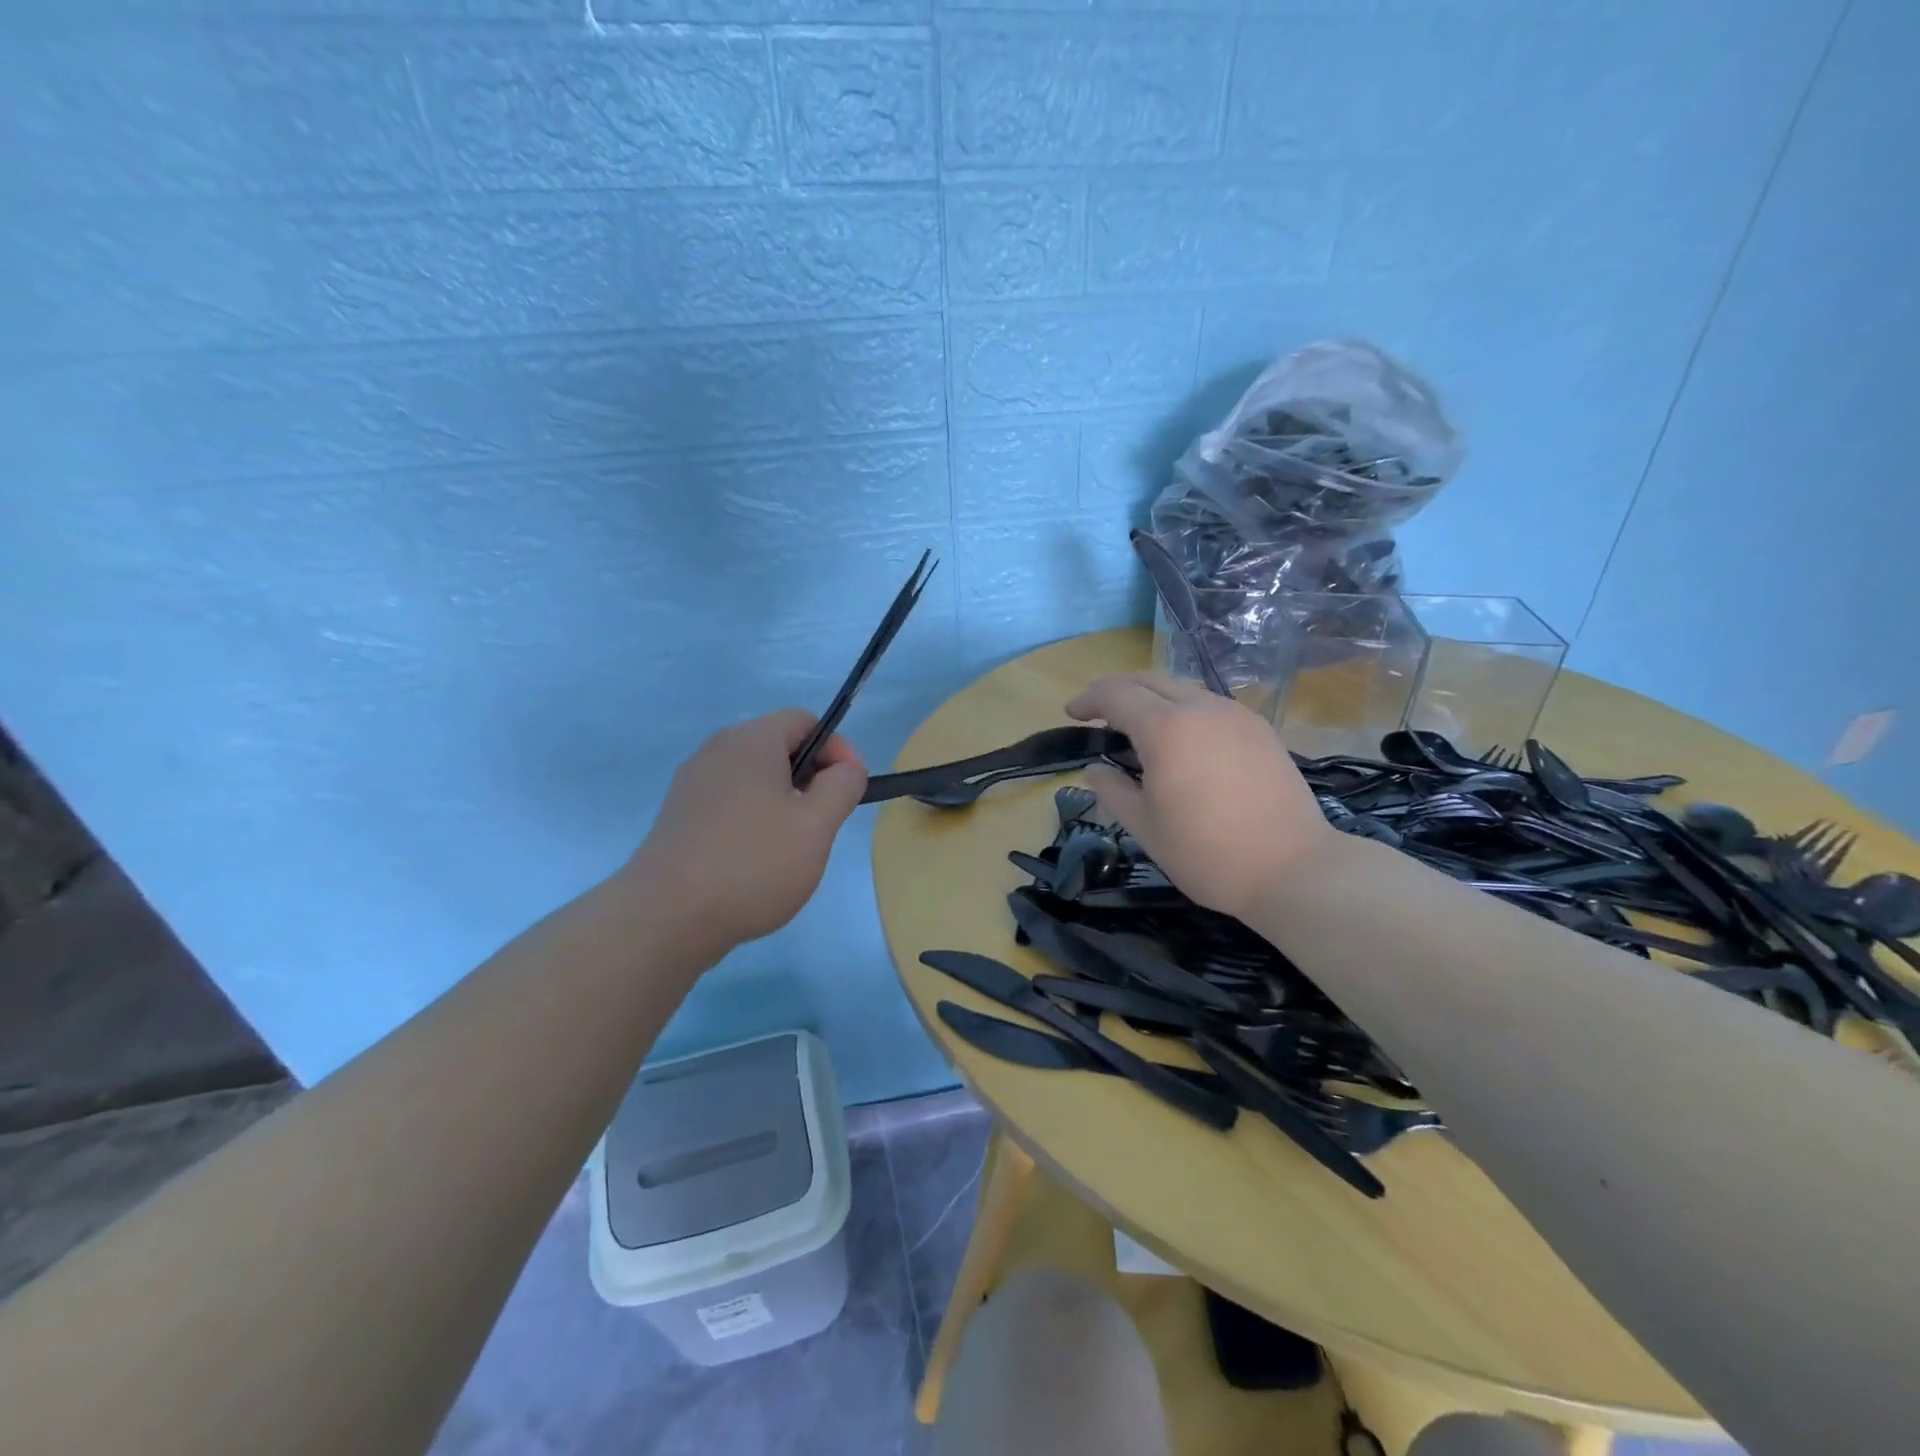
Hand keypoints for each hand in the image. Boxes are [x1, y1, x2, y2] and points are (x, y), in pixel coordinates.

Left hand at [624, 709, 867, 956]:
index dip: (838, 749)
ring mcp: (692, 785)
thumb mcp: (817, 823)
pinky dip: (753, 823)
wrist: (665, 918)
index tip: (851, 790)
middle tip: (824, 823)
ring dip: (784, 805)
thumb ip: (843, 785)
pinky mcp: (679, 818)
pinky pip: (730, 805)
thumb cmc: (753, 862)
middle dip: (812, 780)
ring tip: (792, 849)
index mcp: (751, 740)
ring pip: (755, 780)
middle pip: (779, 749)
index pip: (806, 721)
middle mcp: (717, 751)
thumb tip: (845, 768)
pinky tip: (756, 864)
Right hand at [1068, 674, 1333, 921]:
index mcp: (1166, 729)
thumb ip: (1112, 791)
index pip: (1117, 694)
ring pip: (1182, 689)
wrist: (1294, 868)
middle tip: (1097, 713)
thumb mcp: (1145, 827)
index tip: (1071, 713)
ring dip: (1152, 699)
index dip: (1089, 699)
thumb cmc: (1207, 853)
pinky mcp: (1260, 730)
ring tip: (1137, 729)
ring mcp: (1236, 715)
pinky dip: (1183, 711)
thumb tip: (1094, 769)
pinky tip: (1182, 741)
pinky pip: (1210, 706)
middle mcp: (1201, 708)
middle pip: (1149, 680)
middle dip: (1117, 690)